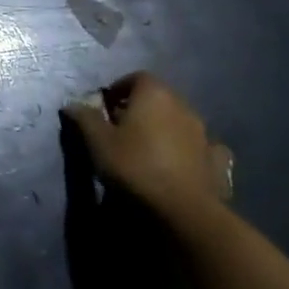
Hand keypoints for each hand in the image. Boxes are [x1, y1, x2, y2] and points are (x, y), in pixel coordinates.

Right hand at [63, 72, 233, 223]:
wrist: (184, 211)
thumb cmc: (136, 166)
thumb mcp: (98, 142)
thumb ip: (84, 118)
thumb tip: (71, 104)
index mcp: (154, 94)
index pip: (136, 77)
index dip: (119, 89)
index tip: (105, 107)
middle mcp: (183, 105)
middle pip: (158, 97)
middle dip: (139, 108)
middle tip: (120, 129)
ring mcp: (204, 134)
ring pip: (179, 121)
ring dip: (164, 128)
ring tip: (146, 150)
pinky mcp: (217, 161)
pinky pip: (201, 147)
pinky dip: (190, 150)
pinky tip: (181, 164)